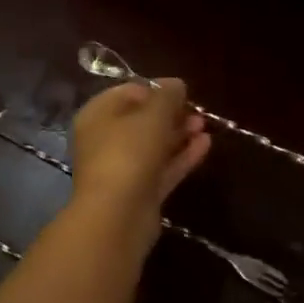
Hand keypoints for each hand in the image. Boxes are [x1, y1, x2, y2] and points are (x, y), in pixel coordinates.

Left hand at [69, 79, 210, 220]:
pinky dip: (181, 156)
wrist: (118, 218)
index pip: (127, 93)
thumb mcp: (152, 115)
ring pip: (153, 145)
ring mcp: (122, 169)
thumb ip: (167, 95)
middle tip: (196, 109)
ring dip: (178, 134)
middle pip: (141, 120)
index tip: (181, 91)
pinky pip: (162, 168)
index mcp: (97, 115)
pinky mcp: (139, 193)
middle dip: (170, 113)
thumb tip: (177, 84)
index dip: (155, 89)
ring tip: (204, 124)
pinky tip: (205, 144)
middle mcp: (105, 140)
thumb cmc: (128, 153)